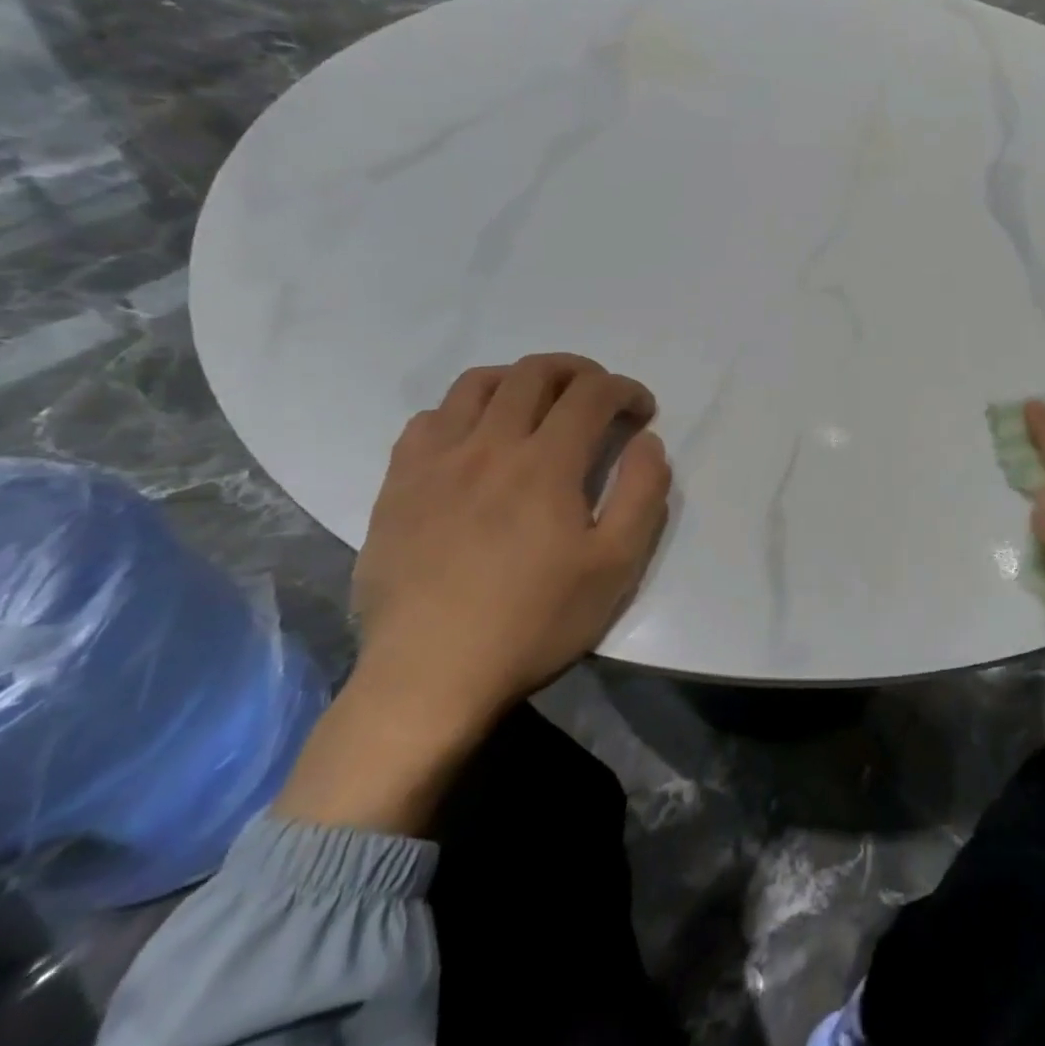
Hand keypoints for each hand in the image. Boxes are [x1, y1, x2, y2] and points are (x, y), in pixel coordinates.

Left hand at [349, 352, 671, 728]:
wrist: (431, 674)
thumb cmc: (535, 621)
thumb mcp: (616, 566)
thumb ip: (643, 493)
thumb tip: (646, 442)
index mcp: (545, 463)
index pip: (592, 394)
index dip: (626, 390)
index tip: (642, 410)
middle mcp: (488, 444)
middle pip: (536, 372)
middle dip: (579, 371)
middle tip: (599, 394)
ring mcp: (436, 460)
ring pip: (478, 383)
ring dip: (521, 379)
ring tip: (540, 404)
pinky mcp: (398, 483)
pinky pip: (430, 419)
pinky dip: (465, 411)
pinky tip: (476, 439)